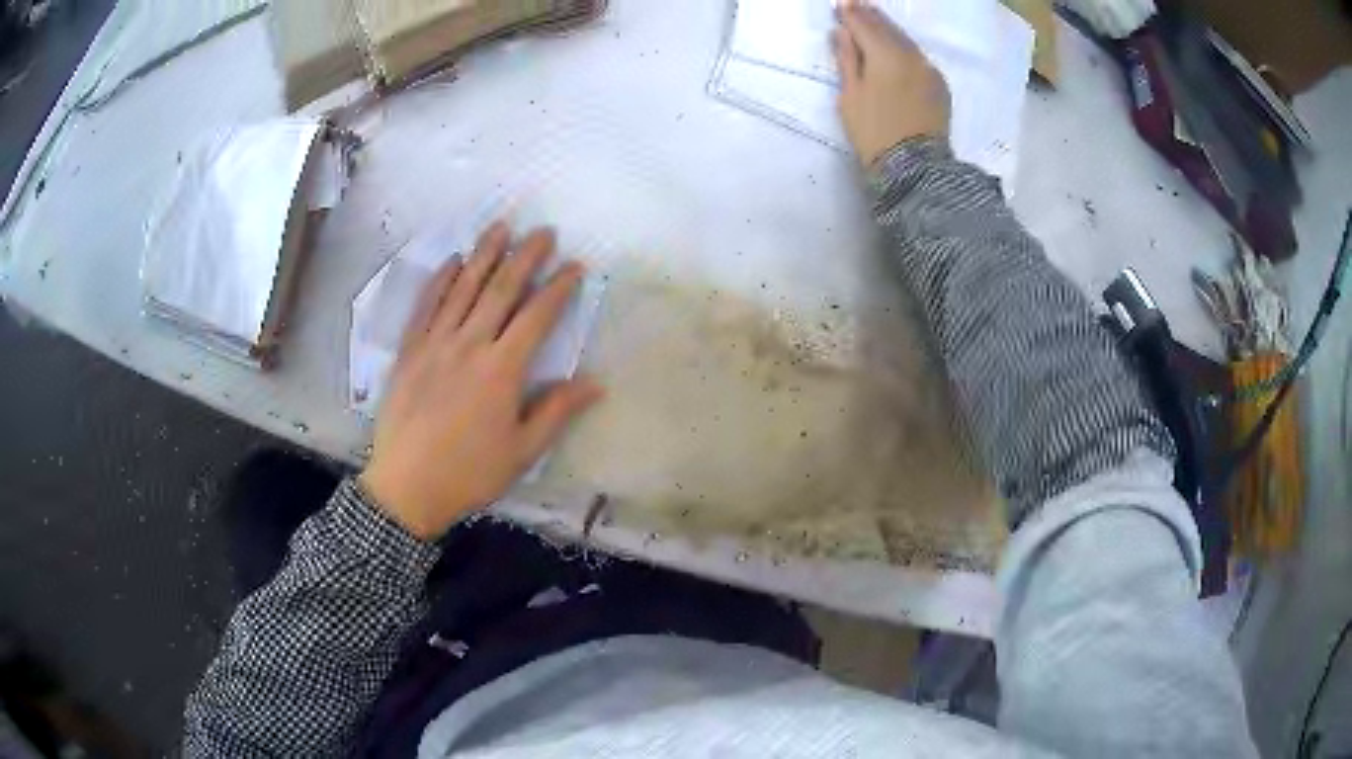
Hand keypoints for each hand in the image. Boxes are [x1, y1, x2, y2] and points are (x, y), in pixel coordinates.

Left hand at [360, 222, 603, 539]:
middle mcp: (469, 345)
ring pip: (463, 288)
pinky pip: (426, 305)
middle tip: (543, 232)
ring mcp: (435, 343)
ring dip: (484, 254)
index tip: (574, 266)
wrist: (407, 486)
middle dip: (525, 256)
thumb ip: (557, 411)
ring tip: (501, 227)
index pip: (537, 316)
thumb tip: (596, 383)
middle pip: (501, 290)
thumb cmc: (469, 473)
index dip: (558, 287)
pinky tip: (453, 261)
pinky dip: (441, 280)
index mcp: (502, 370)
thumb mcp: (522, 451)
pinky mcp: (409, 350)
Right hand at [833, 3, 951, 167]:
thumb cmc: (874, 131)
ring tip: (875, 18)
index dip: (850, 14)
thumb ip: (847, 59)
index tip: (841, 4)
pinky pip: (918, 56)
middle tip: (857, 4)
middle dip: (871, 16)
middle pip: (887, 29)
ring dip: (889, 29)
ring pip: (905, 41)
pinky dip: (904, 47)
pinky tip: (897, 46)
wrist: (915, 166)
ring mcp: (928, 70)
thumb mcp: (850, 95)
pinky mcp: (939, 85)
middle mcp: (910, 56)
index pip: (864, 25)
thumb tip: (841, 32)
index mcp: (885, 55)